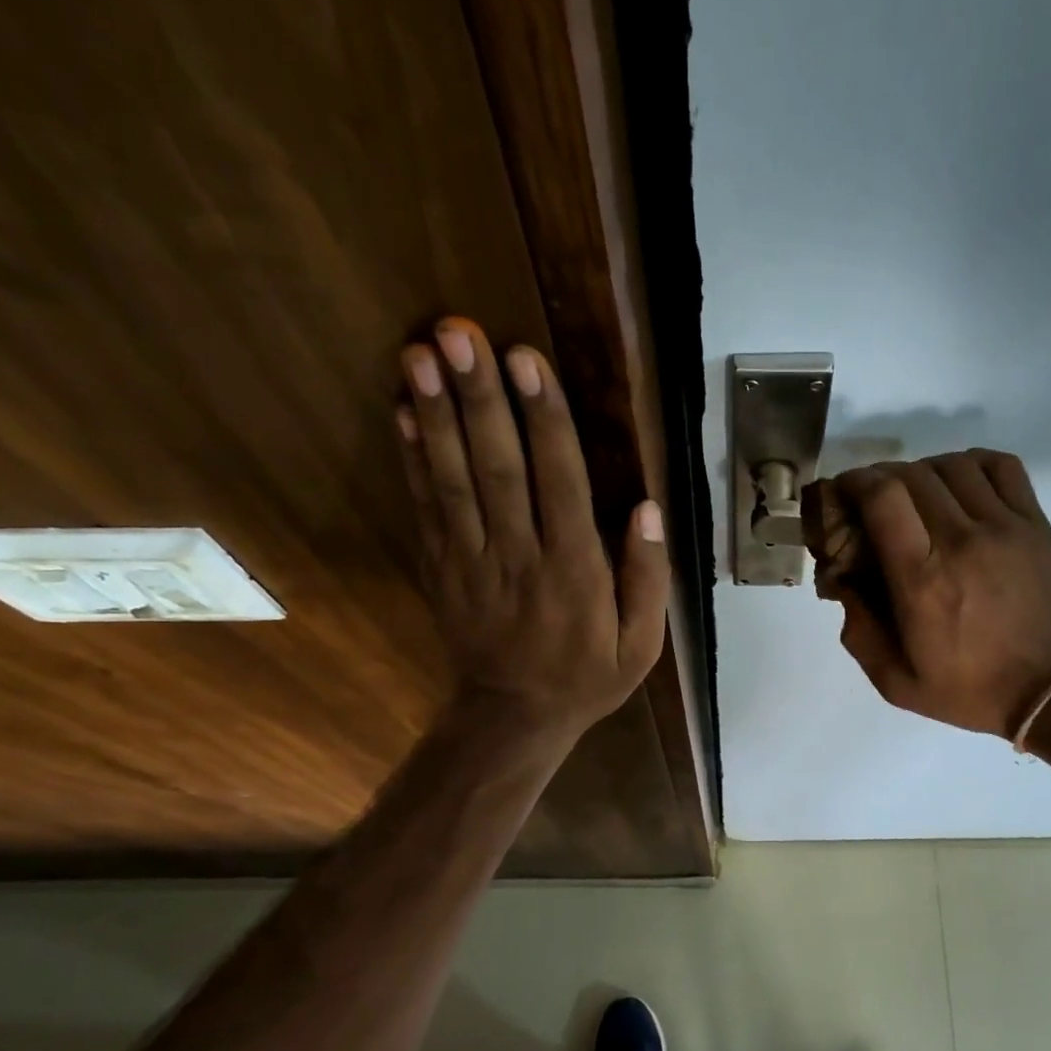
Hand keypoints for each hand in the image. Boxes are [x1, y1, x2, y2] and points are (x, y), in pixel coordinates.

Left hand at [396, 318, 667, 740]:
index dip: (543, 420)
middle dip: (479, 398)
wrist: (515, 718)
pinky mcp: (442, 570)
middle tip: (458, 332)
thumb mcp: (642, 644)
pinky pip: (427, 509)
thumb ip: (648, 578)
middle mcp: (521, 557)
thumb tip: (648, 508)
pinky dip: (412, 459)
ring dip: (436, 416)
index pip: (561, 483)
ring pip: (454, 482)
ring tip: (421, 353)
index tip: (525, 360)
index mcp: (576, 571)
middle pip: (499, 469)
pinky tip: (403, 412)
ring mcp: (473, 563)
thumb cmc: (587, 677)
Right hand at [827, 451, 1050, 738]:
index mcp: (921, 579)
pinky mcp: (1035, 524)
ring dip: (922, 471)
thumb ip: (858, 630)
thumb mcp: (895, 681)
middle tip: (871, 502)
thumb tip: (844, 580)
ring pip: (953, 465)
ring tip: (915, 497)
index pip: (882, 497)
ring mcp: (1004, 526)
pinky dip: (971, 463)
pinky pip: (1001, 466)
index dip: (854, 482)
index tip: (842, 495)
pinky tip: (960, 485)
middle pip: (911, 474)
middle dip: (879, 478)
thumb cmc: (970, 691)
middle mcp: (960, 540)